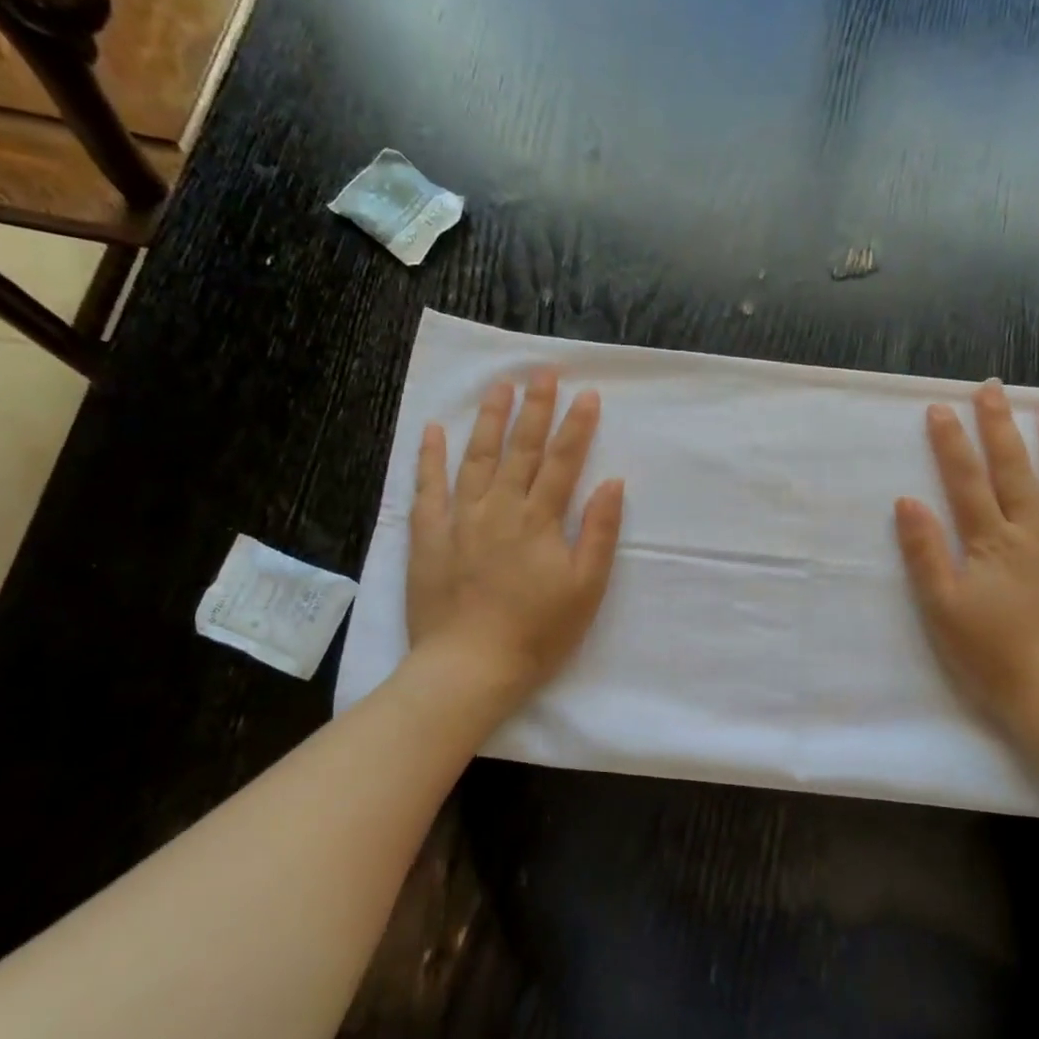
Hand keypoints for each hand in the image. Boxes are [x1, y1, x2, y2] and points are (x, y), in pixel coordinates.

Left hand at [406, 371, 624, 704]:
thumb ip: (598, 533)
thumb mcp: (585, 589)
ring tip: (498, 386)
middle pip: (521, 449)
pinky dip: (430, 457)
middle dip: (535, 408)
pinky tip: (434, 431)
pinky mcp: (427, 536)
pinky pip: (428, 487)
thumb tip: (611, 482)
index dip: (576, 426)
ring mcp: (459, 518)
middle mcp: (500, 508)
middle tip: (543, 372)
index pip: (563, 462)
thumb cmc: (537, 632)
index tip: (587, 393)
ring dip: (488, 419)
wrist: (470, 666)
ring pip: (476, 457)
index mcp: (540, 520)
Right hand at [894, 382, 1038, 751]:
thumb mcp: (944, 609)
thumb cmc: (994, 657)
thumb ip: (926, 553)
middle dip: (1002, 426)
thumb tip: (908, 500)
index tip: (939, 408)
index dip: (951, 443)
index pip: (966, 481)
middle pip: (1015, 469)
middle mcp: (1035, 532)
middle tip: (994, 388)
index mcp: (992, 542)